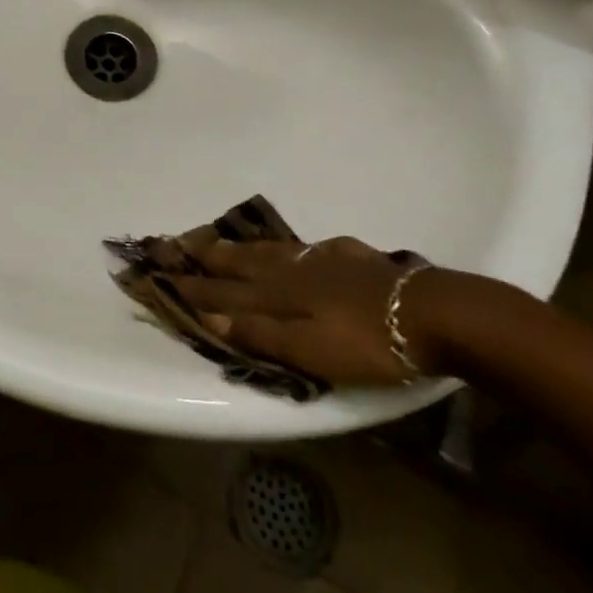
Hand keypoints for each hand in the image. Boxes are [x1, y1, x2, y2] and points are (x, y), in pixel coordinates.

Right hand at [164, 235, 440, 386]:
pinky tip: (300, 250)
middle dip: (211, 256)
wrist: (430, 312)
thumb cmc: (367, 342)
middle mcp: (293, 270)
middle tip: (181, 243)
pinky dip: (289, 248)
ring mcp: (323, 259)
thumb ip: (260, 333)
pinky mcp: (352, 258)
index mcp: (279, 294)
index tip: (162, 276)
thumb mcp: (310, 350)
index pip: (225, 292)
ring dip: (242, 248)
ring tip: (223, 241)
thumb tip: (209, 316)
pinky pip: (307, 249)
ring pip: (272, 251)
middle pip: (243, 262)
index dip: (195, 287)